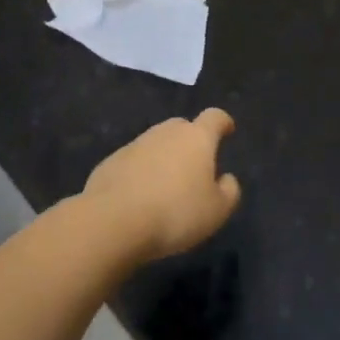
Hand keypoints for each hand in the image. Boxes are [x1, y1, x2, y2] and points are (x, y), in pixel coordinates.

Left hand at [83, 109, 242, 261]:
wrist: (113, 222)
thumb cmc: (175, 213)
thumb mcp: (217, 211)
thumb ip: (229, 191)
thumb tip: (226, 178)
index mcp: (196, 138)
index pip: (214, 117)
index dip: (223, 122)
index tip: (227, 130)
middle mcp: (166, 132)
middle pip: (183, 127)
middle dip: (191, 141)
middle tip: (195, 166)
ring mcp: (136, 144)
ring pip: (156, 143)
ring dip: (164, 157)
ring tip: (166, 187)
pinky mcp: (111, 161)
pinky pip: (134, 161)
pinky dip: (141, 172)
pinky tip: (140, 197)